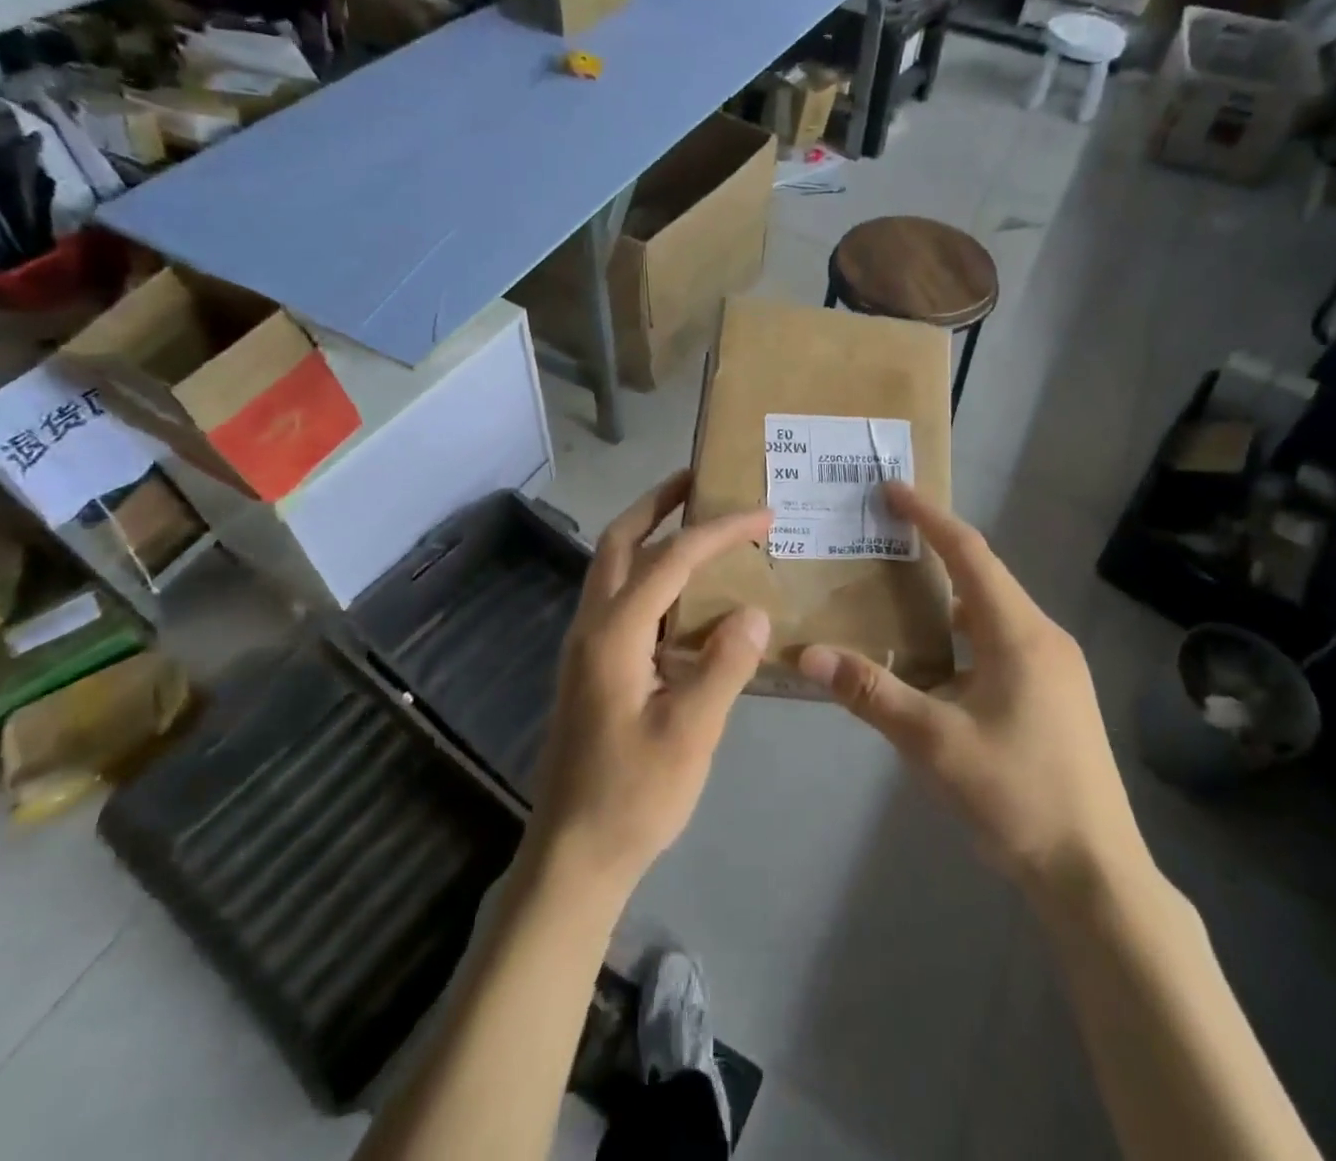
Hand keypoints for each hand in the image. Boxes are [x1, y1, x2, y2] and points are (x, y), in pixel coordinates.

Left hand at [527, 472, 772, 898]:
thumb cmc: (633, 796)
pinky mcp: (590, 665)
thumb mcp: (690, 733)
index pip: (671, 559)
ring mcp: (585, 645)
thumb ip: (723, 666)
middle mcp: (591, 625)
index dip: (718, 530)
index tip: (762, 513)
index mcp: (614, 633)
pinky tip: (683, 595)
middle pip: (620, 541)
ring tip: (694, 521)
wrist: (574, 855)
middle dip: (658, 503)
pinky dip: (649, 574)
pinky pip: (619, 598)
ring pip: (612, 567)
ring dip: (649, 533)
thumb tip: (752, 612)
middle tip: (699, 480)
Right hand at [798, 483, 1143, 893]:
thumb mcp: (934, 742)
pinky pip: (1001, 642)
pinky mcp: (1055, 696)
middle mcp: (1043, 638)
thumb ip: (871, 691)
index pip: (969, 554)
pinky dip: (962, 634)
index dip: (929, 517)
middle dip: (935, 550)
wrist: (1095, 875)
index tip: (892, 490)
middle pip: (983, 577)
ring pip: (992, 613)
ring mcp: (1055, 668)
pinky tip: (934, 661)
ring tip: (899, 594)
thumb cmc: (1017, 796)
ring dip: (948, 597)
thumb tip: (807, 654)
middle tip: (884, 539)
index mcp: (1019, 634)